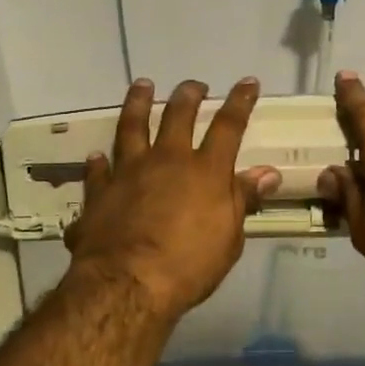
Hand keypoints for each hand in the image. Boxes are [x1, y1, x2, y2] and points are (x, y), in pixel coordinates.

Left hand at [65, 77, 279, 318]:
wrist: (128, 283)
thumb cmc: (189, 265)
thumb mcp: (229, 237)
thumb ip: (243, 199)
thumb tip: (268, 172)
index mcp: (204, 171)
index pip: (228, 126)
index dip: (239, 102)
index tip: (247, 82)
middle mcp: (166, 160)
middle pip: (177, 116)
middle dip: (188, 95)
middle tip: (194, 85)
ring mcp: (129, 172)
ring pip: (132, 127)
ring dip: (137, 103)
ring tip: (141, 86)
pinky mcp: (100, 192)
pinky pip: (98, 171)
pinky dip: (97, 163)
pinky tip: (95, 156)